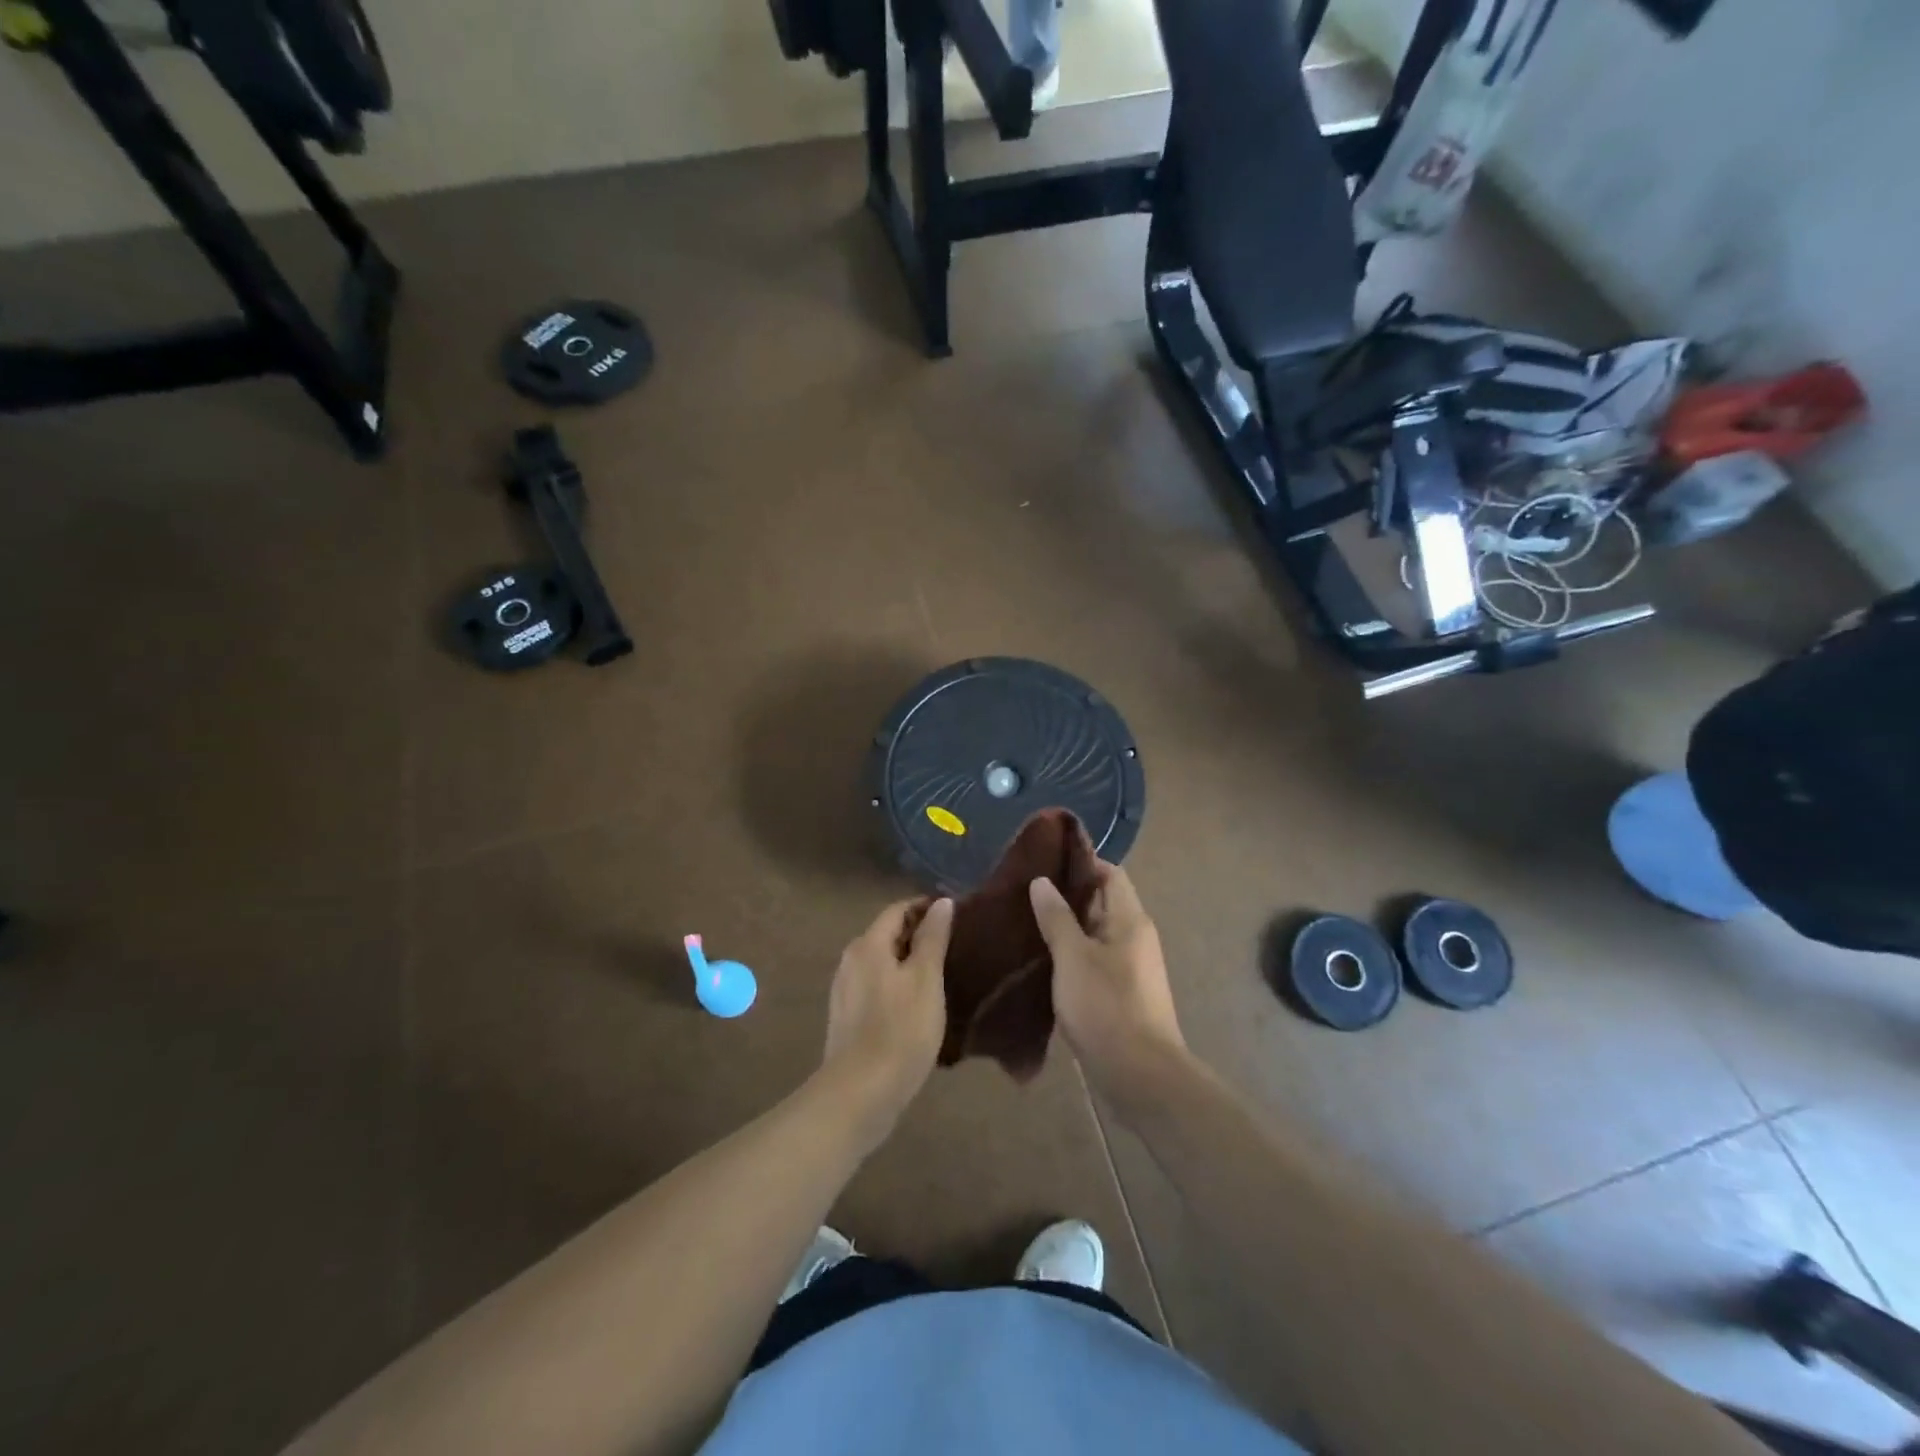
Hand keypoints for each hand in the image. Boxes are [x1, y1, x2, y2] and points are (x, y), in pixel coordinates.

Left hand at [820, 898, 952, 1147]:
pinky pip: (877, 985)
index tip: (957, 915)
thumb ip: (933, 938)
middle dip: (919, 934)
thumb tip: (941, 903)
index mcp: (868, 944)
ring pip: (882, 962)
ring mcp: (845, 990)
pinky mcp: (847, 1017)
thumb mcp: (926, 979)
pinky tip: (919, 1003)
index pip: (898, 910)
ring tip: (943, 973)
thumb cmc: (900, 1030)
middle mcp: (851, 960)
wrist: (860, 1094)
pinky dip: (898, 984)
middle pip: (888, 934)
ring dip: (909, 961)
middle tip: (955, 945)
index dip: (926, 907)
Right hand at [1030, 863, 1190, 1114]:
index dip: (1080, 863)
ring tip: (1025, 920)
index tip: (1044, 860)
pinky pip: (1094, 960)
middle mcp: (1134, 937)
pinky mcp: (1121, 993)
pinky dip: (1070, 954)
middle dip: (1066, 894)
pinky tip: (1041, 959)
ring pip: (1095, 933)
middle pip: (1102, 901)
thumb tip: (1042, 881)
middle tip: (1024, 890)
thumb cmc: (1106, 1007)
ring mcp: (1130, 967)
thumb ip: (1056, 917)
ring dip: (1066, 926)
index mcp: (1130, 919)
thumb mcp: (1073, 957)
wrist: (1140, 1076)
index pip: (1110, 873)